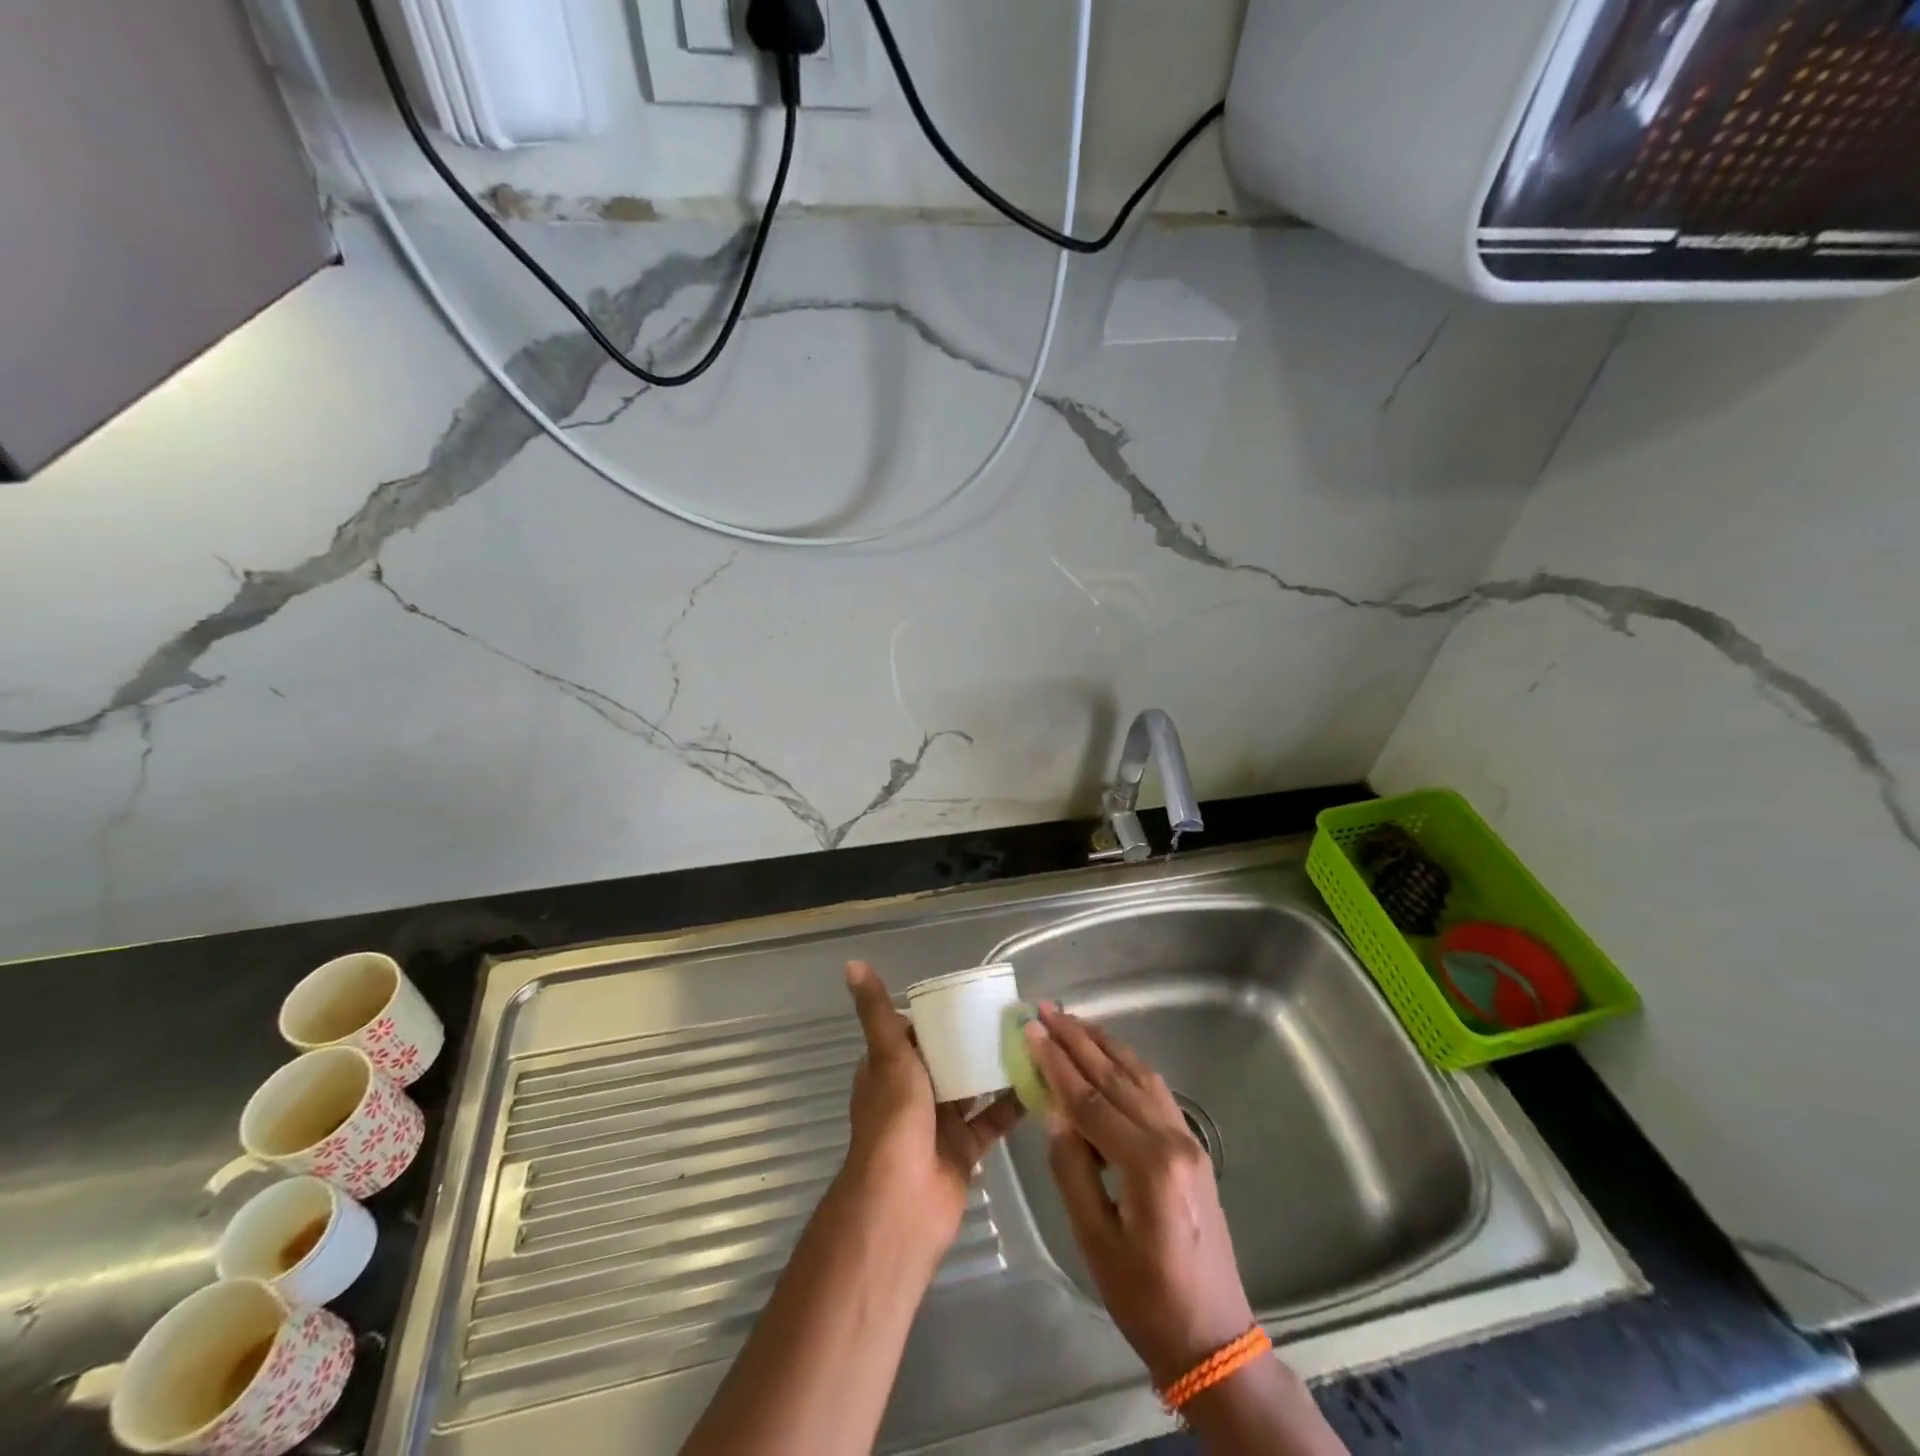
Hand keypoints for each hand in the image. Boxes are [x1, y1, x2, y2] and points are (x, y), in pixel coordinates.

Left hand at [842, 961, 1021, 1248]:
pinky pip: (992, 1120)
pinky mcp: (965, 1149)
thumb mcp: (888, 1054)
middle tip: (1012, 1013)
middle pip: (947, 1058)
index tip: (972, 994)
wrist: (902, 1201)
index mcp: (889, 1069)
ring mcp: (939, 1122)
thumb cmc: (893, 1119)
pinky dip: (1013, 1104)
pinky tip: (1039, 1080)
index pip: (913, 1031)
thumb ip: (876, 1011)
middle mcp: (913, 1093)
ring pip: (972, 1087)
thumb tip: (852, 963)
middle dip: (973, 1038)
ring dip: (995, 1068)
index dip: (939, 1014)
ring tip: (1031, 1038)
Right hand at [1024, 1003, 1256, 1386]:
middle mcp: (1173, 1140)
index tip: (1031, 1029)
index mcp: (1148, 1165)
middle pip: (1116, 1077)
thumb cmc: (1145, 1299)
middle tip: (1047, 1009)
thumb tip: (1053, 1113)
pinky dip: (1127, 1066)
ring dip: (1104, 1044)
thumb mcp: (1095, 1241)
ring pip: (1140, 1075)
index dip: (1057, 1064)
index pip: (1091, 1100)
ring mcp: (1188, 1139)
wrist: (1213, 1337)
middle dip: (1077, 1040)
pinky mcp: (1192, 1146)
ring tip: (1073, 1020)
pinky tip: (1110, 1055)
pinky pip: (1155, 1092)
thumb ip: (1071, 1170)